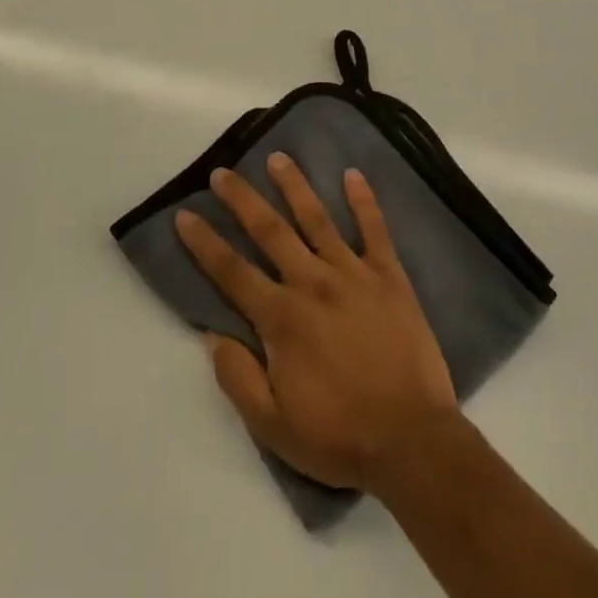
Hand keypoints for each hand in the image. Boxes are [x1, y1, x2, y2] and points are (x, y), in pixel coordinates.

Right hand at [175, 155, 459, 494]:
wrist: (412, 440)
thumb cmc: (339, 436)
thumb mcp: (273, 426)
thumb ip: (238, 377)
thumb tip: (211, 334)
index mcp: (281, 318)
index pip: (232, 271)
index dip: (205, 243)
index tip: (184, 215)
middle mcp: (312, 282)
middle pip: (270, 231)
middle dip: (242, 199)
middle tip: (223, 172)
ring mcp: (353, 274)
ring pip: (317, 218)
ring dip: (295, 186)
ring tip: (278, 157)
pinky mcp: (389, 276)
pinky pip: (375, 230)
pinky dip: (364, 200)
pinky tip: (353, 174)